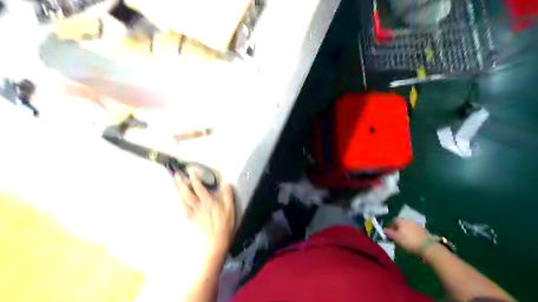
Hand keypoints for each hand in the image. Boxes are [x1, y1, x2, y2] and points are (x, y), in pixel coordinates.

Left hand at [175, 170, 234, 256]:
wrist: (216, 243)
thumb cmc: (225, 226)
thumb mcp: (231, 210)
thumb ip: (228, 196)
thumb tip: (226, 183)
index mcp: (209, 202)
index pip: (199, 188)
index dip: (195, 179)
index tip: (191, 171)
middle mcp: (199, 206)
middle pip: (187, 193)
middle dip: (181, 184)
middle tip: (176, 175)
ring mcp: (194, 213)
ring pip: (183, 201)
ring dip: (178, 191)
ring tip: (174, 183)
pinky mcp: (192, 220)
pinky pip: (183, 210)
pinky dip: (179, 203)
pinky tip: (177, 199)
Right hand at [384, 217, 430, 254]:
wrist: (427, 247)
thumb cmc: (408, 241)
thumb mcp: (395, 238)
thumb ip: (388, 232)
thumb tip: (384, 229)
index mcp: (401, 220)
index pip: (393, 220)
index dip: (390, 226)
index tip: (389, 233)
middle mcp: (408, 220)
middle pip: (400, 223)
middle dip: (398, 229)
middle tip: (396, 237)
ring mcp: (417, 224)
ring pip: (408, 227)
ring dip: (405, 231)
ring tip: (404, 240)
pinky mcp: (424, 230)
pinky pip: (414, 230)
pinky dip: (412, 234)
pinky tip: (412, 240)